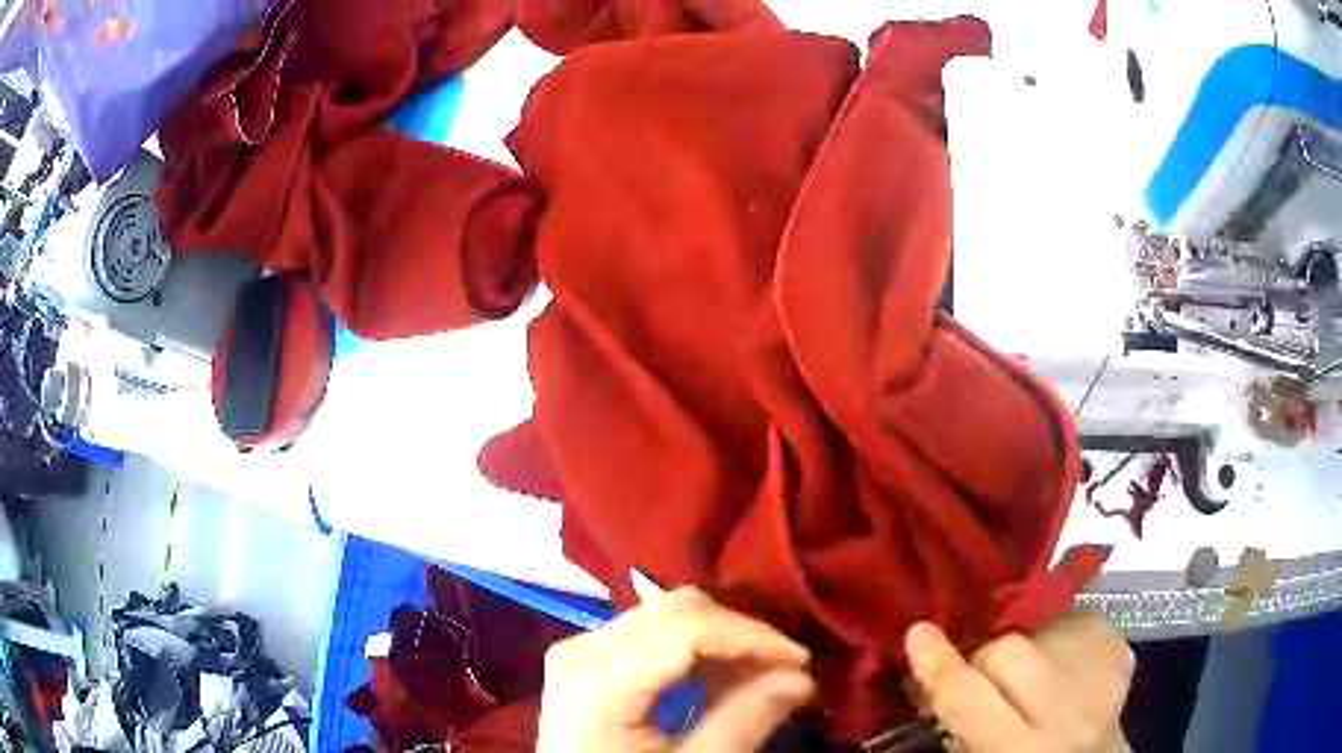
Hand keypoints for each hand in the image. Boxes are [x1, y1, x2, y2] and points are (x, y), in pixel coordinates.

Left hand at [537, 587, 814, 752]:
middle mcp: (582, 648)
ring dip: (722, 641)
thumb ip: (745, 720)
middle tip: (786, 670)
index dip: (753, 637)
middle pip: (676, 612)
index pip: (688, 627)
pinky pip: (651, 634)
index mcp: (597, 678)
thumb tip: (801, 677)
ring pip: (667, 616)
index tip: (801, 660)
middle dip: (740, 636)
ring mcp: (580, 650)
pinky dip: (695, 651)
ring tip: (761, 677)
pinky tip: (722, 679)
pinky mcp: (588, 660)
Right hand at [905, 615, 1133, 752]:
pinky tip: (1063, 657)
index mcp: (1019, 751)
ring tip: (1031, 662)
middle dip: (987, 652)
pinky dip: (1061, 631)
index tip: (919, 633)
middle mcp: (1066, 714)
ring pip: (1043, 625)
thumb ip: (957, 714)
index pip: (968, 698)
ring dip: (1027, 637)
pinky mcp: (1123, 650)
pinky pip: (1078, 617)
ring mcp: (1102, 678)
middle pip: (1008, 651)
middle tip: (984, 666)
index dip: (939, 664)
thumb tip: (924, 665)